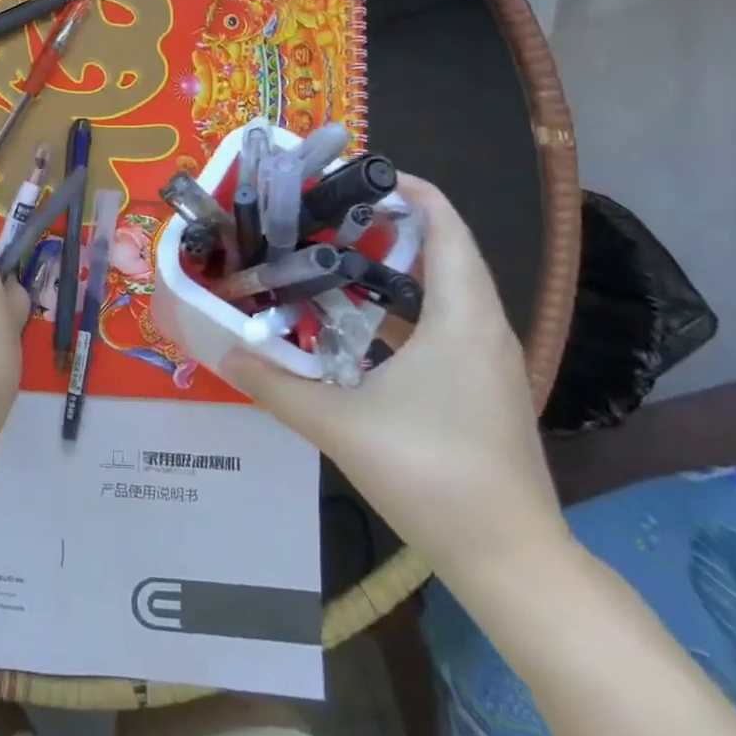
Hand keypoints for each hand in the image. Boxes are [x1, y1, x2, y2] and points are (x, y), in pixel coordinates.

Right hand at [220, 175, 569, 585]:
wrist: (511, 560)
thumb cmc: (431, 474)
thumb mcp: (339, 425)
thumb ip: (275, 385)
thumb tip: (224, 353)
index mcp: (461, 317)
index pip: (446, 227)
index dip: (411, 191)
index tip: (360, 175)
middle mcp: (484, 328)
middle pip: (448, 251)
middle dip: (395, 224)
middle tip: (331, 216)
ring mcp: (491, 361)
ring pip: (450, 289)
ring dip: (402, 266)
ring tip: (339, 259)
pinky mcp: (487, 389)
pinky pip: (449, 323)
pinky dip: (409, 307)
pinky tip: (364, 328)